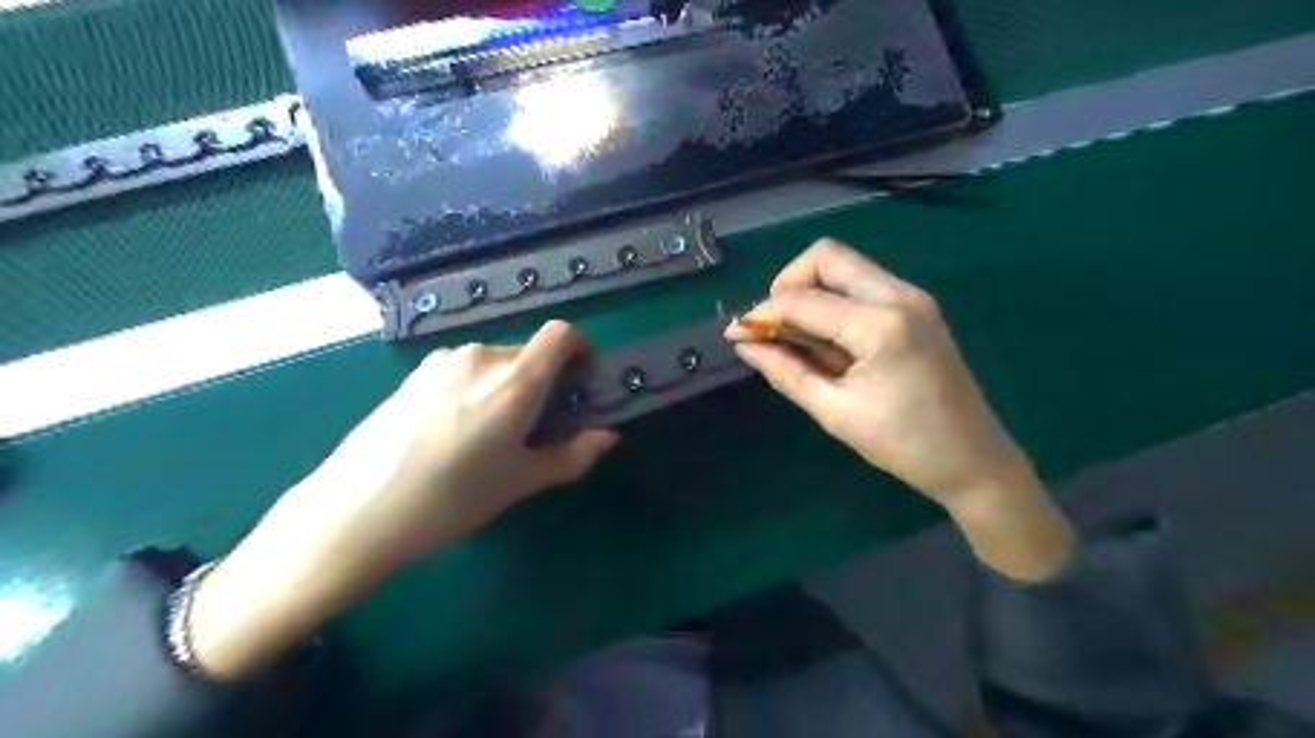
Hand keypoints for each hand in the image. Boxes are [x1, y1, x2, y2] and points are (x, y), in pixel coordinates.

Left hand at [188, 323, 616, 679]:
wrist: (357, 511)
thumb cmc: (453, 499)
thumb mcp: (521, 481)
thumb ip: (572, 455)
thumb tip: (607, 437)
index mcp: (515, 380)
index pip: (560, 334)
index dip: (579, 349)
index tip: (580, 380)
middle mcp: (481, 357)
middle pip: (528, 352)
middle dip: (542, 379)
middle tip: (534, 423)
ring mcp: (442, 362)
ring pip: (493, 361)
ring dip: (506, 384)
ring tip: (488, 431)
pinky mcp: (413, 374)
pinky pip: (461, 369)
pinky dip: (474, 387)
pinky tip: (452, 429)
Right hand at [724, 243, 1071, 581]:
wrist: (974, 460)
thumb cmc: (902, 445)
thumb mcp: (834, 412)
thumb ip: (785, 371)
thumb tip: (745, 344)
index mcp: (880, 326)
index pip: (803, 300)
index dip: (762, 313)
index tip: (736, 333)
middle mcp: (899, 296)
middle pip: (827, 256)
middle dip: (788, 284)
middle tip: (772, 325)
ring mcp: (913, 297)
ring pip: (845, 266)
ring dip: (811, 292)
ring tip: (794, 337)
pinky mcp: (917, 307)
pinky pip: (862, 285)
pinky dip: (833, 301)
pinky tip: (824, 339)